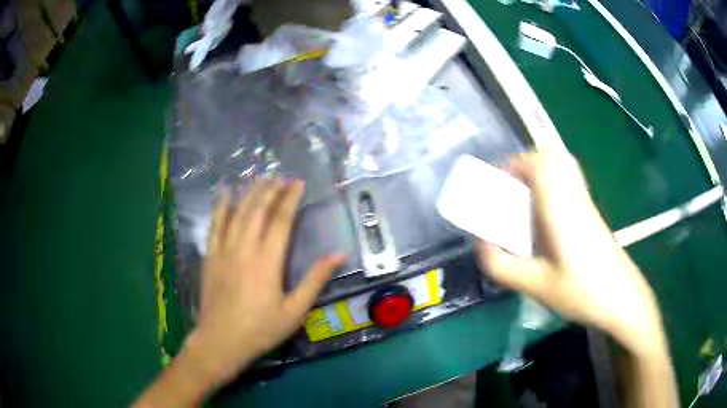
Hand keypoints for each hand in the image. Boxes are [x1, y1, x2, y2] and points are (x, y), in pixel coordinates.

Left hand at [185, 178, 344, 386]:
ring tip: (260, 178)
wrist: (221, 341)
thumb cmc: (261, 329)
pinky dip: (221, 207)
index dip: (291, 199)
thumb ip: (315, 280)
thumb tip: (339, 255)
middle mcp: (245, 248)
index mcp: (267, 261)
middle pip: (258, 210)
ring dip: (250, 193)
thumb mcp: (295, 311)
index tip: (298, 183)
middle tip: (282, 176)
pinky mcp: (210, 256)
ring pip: (237, 213)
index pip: (281, 220)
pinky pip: (215, 225)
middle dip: (271, 189)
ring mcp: (224, 250)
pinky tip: (225, 193)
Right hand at [475, 151, 665, 356]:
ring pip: (563, 167)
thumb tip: (480, 243)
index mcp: (561, 209)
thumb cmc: (582, 292)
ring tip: (524, 199)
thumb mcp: (535, 286)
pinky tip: (545, 217)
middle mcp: (575, 198)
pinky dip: (552, 185)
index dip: (515, 162)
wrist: (622, 299)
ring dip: (540, 173)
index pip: (541, 163)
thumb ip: (501, 265)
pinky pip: (569, 183)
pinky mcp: (592, 214)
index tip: (497, 180)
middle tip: (510, 188)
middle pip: (553, 157)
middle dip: (526, 163)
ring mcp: (586, 204)